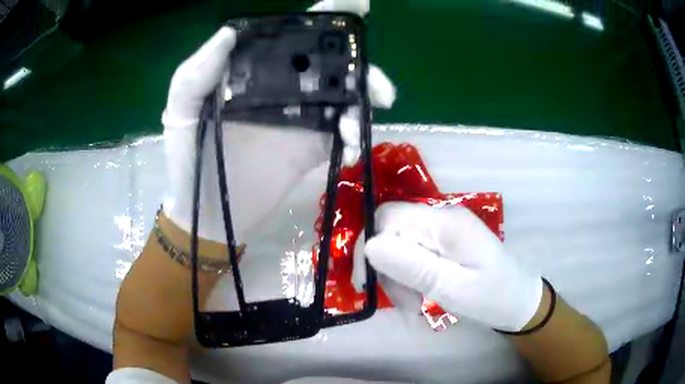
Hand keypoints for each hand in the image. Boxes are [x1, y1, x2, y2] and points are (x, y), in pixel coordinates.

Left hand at [162, 0, 395, 242]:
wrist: (209, 214)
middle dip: (362, 66)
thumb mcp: (181, 112)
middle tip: (378, 87)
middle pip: (332, 64)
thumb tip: (231, 32)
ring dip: (363, 105)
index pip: (294, 34)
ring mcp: (302, 117)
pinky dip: (354, 139)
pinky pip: (343, 134)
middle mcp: (283, 87)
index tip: (359, 6)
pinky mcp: (312, 147)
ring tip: (359, 127)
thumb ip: (197, 72)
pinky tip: (350, 151)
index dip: (328, 17)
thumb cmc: (189, 161)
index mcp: (255, 70)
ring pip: (346, 98)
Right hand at [364, 202, 542, 331]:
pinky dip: (408, 276)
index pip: (388, 217)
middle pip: (391, 231)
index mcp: (445, 222)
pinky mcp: (444, 242)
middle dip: (387, 266)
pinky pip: (412, 253)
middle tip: (403, 301)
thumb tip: (371, 246)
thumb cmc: (492, 298)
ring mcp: (443, 229)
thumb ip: (413, 266)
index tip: (370, 283)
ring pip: (398, 244)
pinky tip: (420, 295)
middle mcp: (441, 217)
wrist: (518, 301)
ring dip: (397, 276)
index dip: (372, 246)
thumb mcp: (453, 289)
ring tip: (414, 304)